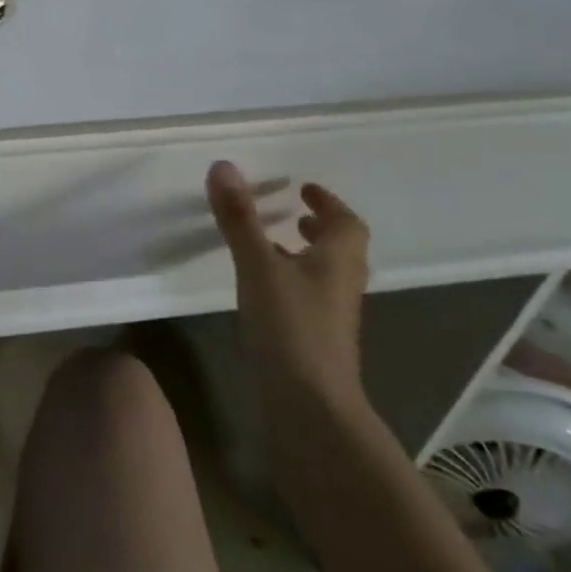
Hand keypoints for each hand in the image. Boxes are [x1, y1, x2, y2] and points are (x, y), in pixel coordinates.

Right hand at [207, 163, 371, 403]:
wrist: (311, 406)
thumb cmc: (291, 326)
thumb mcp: (258, 264)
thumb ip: (239, 218)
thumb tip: (223, 165)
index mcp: (339, 260)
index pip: (346, 223)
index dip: (328, 203)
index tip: (304, 189)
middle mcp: (342, 284)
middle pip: (340, 248)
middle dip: (318, 228)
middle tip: (291, 214)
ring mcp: (331, 316)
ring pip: (324, 274)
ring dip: (304, 254)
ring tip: (271, 245)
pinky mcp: (316, 340)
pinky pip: (308, 296)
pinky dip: (292, 281)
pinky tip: (263, 289)